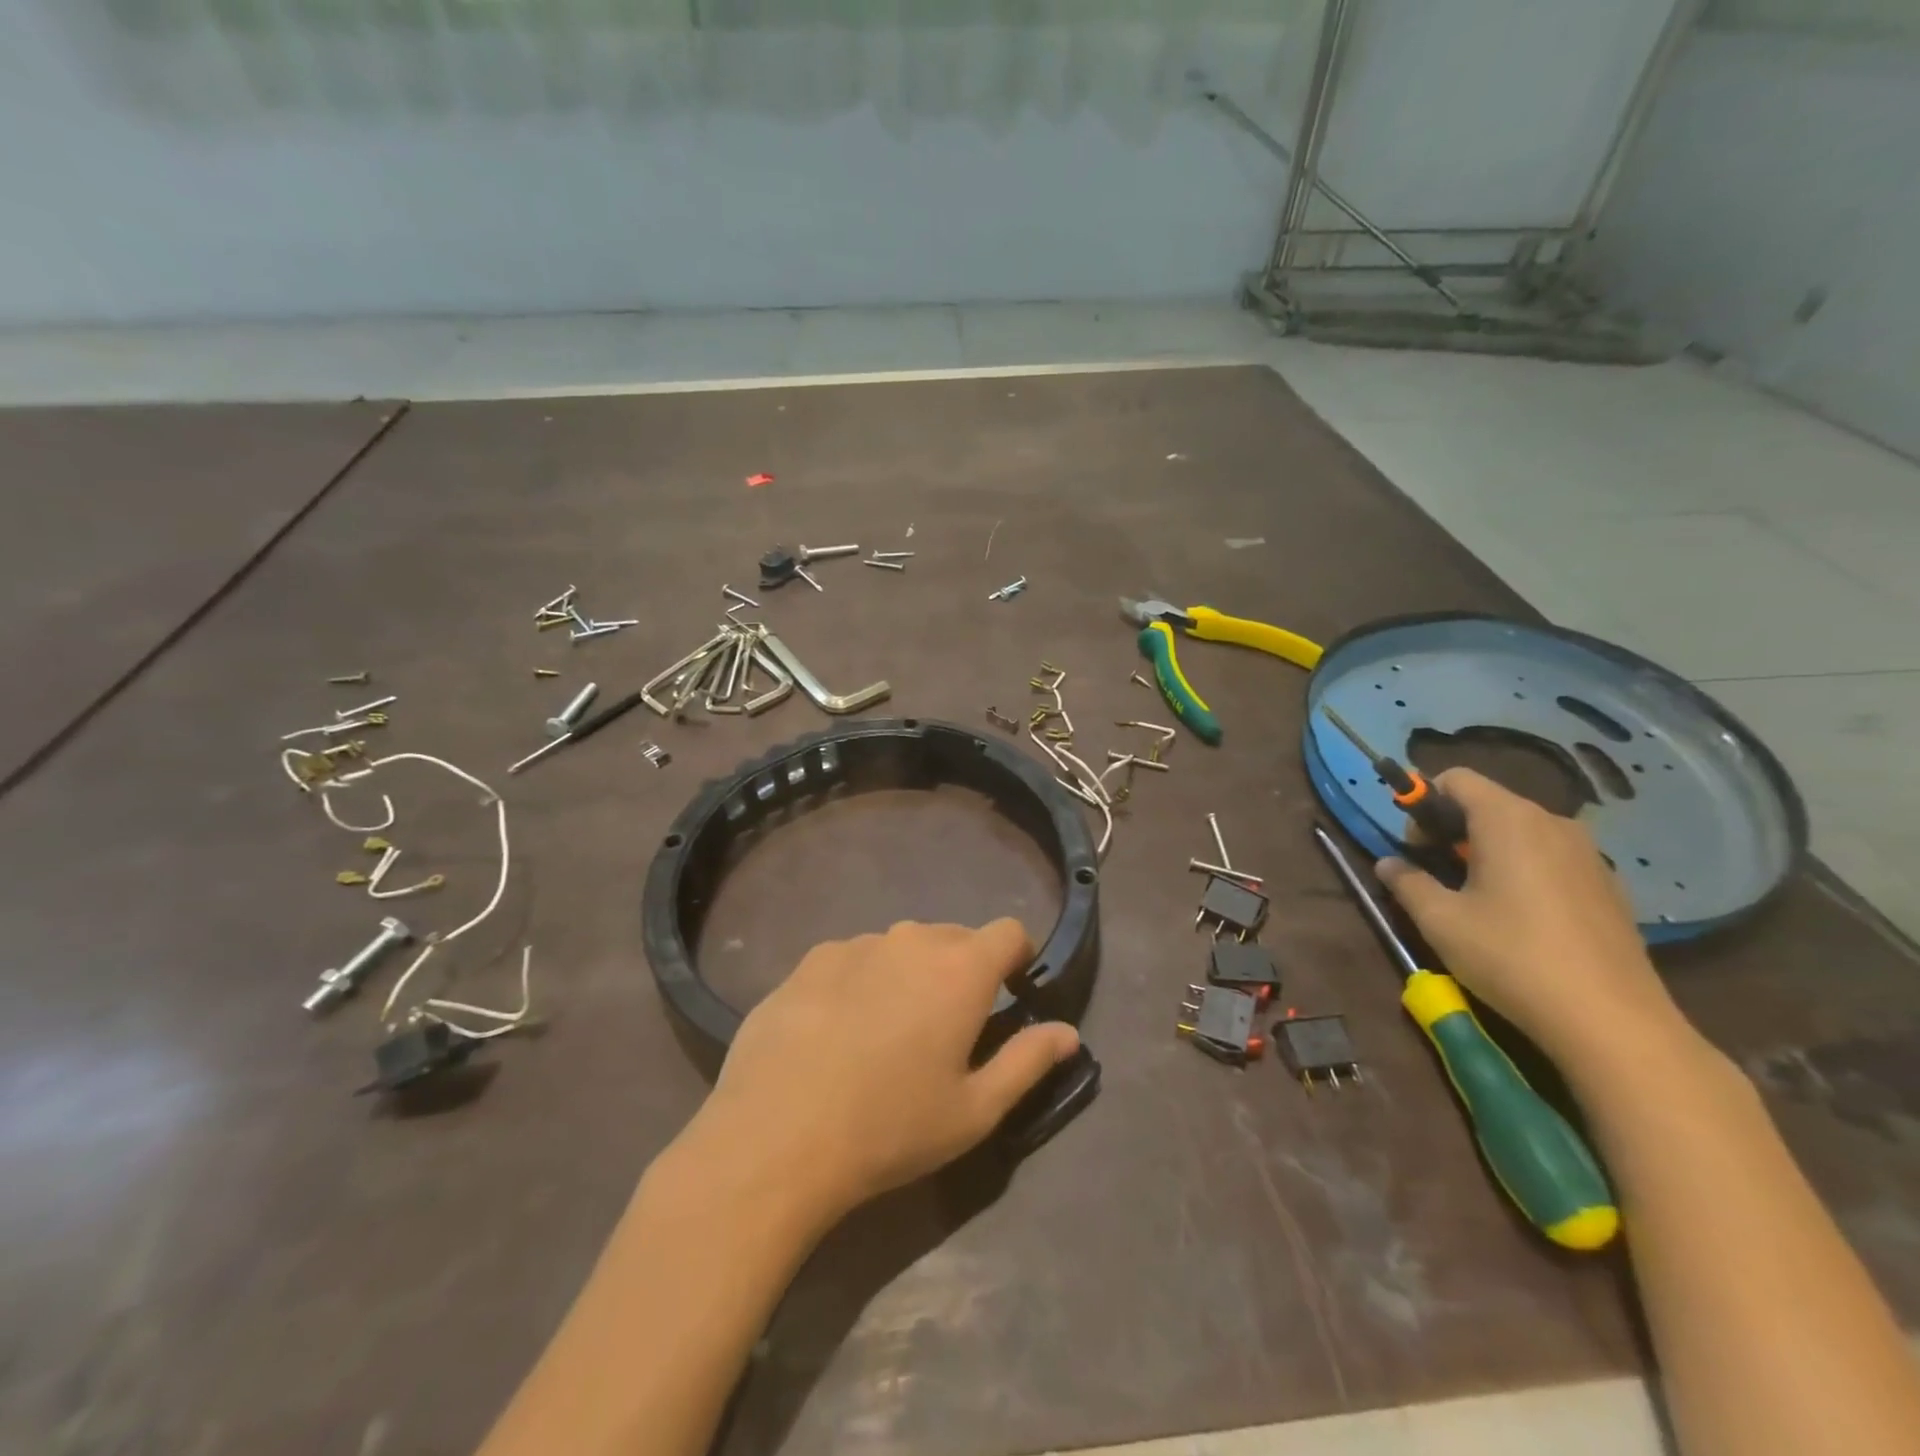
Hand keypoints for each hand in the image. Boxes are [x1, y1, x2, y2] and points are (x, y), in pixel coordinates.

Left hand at [691, 919, 1079, 1218]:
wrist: (775, 1138)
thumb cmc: (890, 1128)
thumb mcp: (974, 1110)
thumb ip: (1028, 1061)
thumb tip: (1068, 1032)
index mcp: (960, 969)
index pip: (1009, 932)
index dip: (1018, 957)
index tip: (1010, 993)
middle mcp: (910, 940)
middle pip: (953, 937)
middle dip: (962, 970)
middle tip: (946, 1029)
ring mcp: (854, 945)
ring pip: (900, 947)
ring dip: (908, 975)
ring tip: (886, 1034)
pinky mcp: (809, 961)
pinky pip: (853, 959)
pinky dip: (861, 981)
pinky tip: (836, 1032)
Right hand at [1376, 768, 1676, 1061]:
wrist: (1610, 1020)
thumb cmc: (1511, 957)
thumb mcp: (1439, 920)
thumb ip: (1407, 882)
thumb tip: (1387, 864)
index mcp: (1508, 820)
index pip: (1455, 778)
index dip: (1423, 801)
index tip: (1415, 845)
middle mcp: (1552, 823)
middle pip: (1488, 802)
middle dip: (1452, 828)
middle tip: (1436, 873)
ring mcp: (1587, 853)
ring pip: (1520, 831)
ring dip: (1486, 849)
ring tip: (1475, 897)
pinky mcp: (1607, 884)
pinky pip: (1550, 856)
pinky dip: (1522, 868)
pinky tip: (1519, 917)